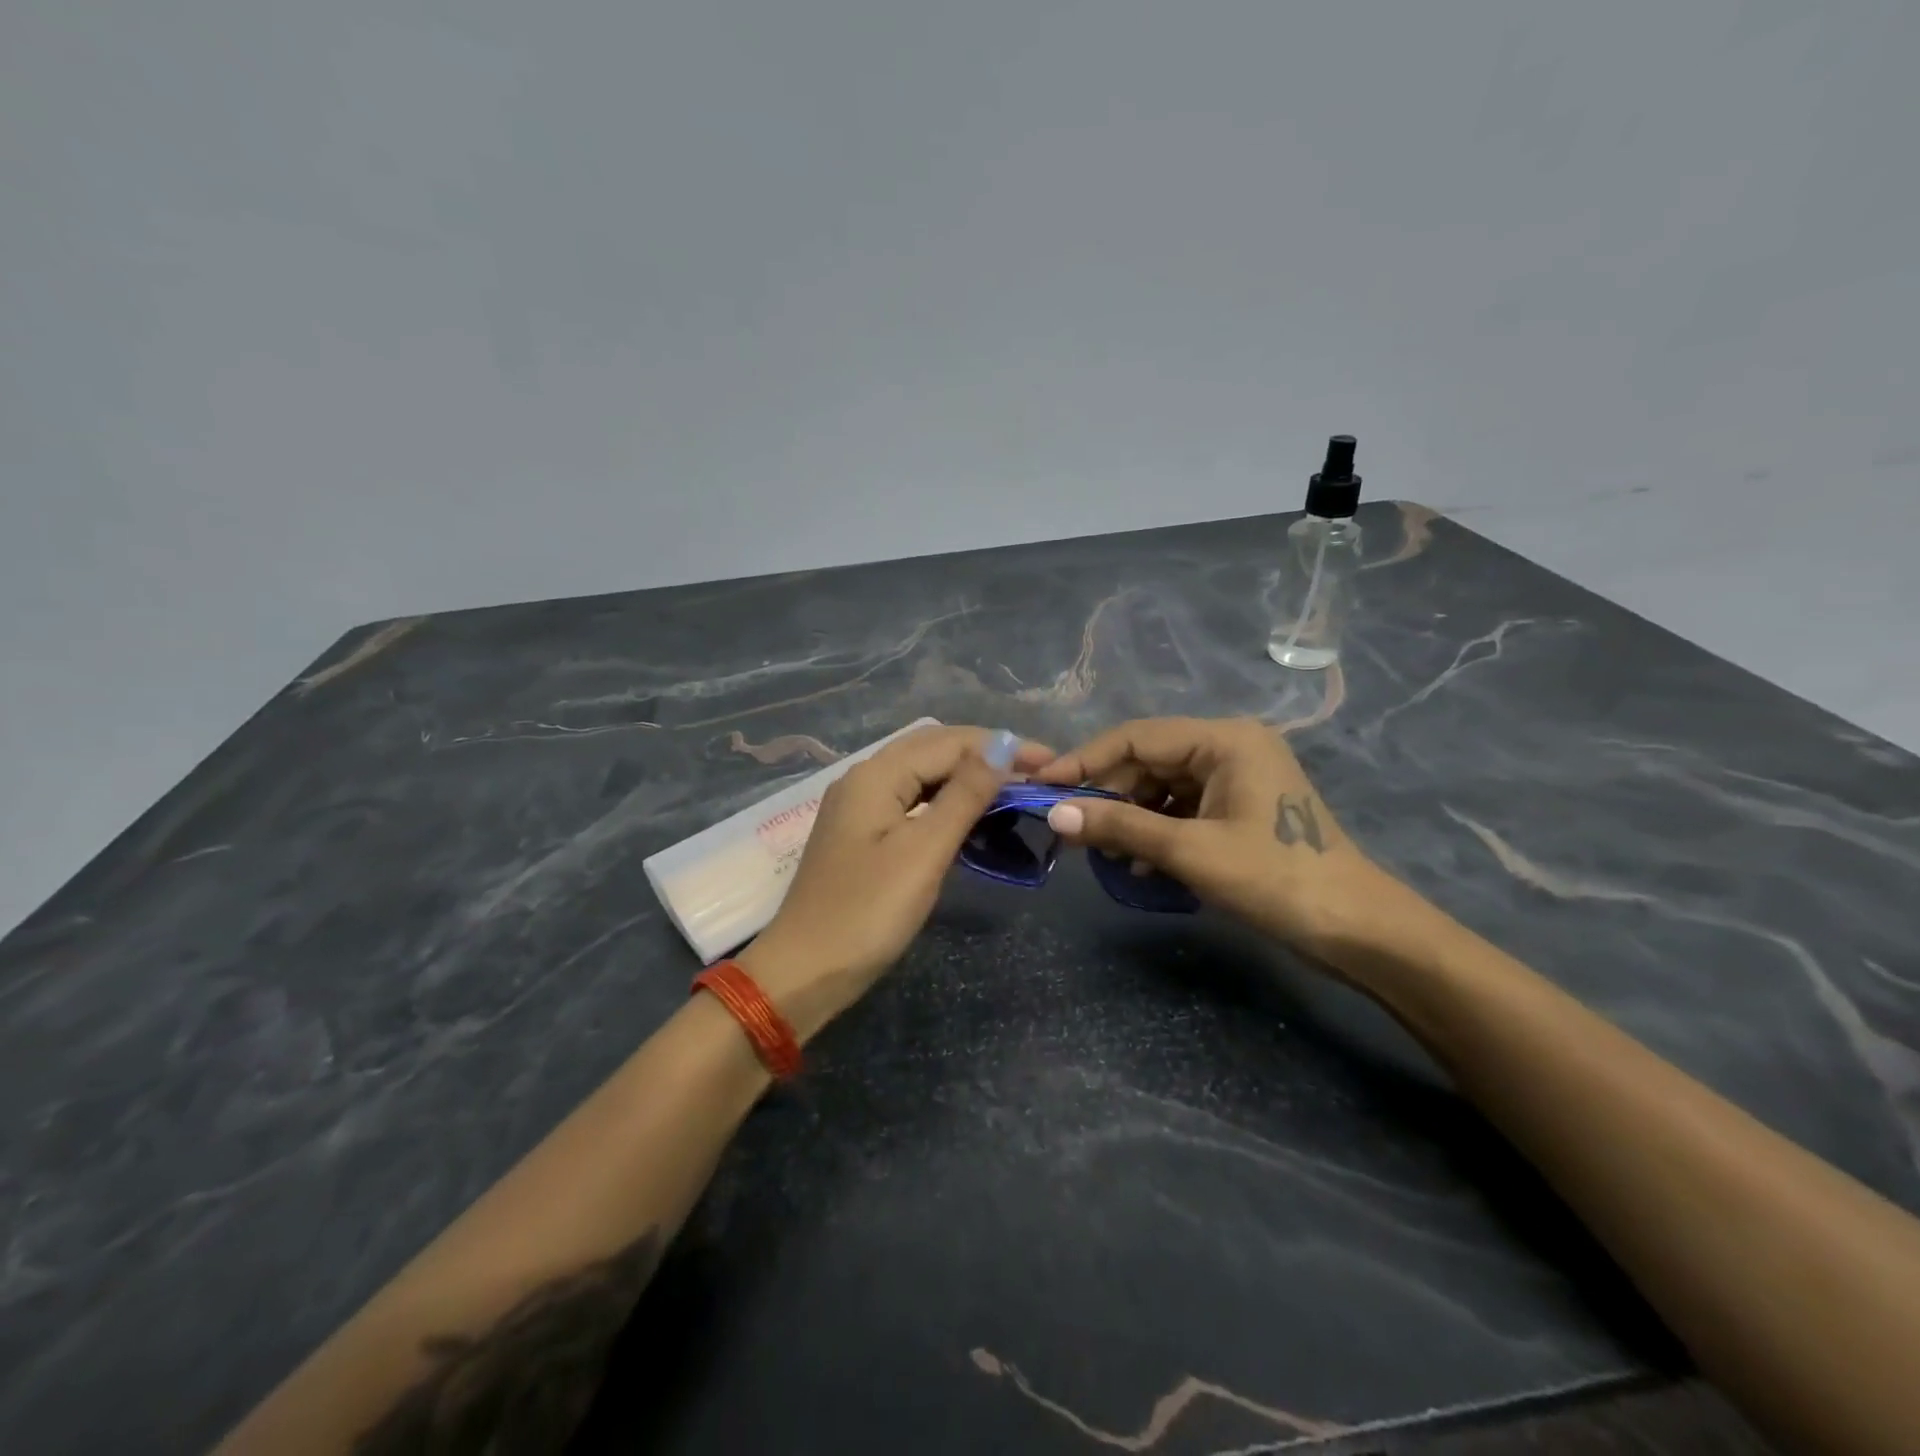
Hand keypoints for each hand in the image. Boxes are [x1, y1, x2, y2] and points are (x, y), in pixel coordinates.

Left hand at [740, 725, 1053, 1040]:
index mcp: (875, 775)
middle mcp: (864, 778)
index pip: (949, 742)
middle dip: (986, 755)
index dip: (1001, 746)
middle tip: (1037, 773)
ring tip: (1014, 789)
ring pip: (923, 774)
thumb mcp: (923, 852)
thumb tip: (1000, 747)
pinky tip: (971, 814)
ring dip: (968, 776)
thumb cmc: (867, 913)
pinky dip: (946, 801)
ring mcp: (860, 806)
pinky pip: (912, 800)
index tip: (1050, 762)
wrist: (805, 972)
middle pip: (933, 750)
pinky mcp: (863, 834)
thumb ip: (963, 795)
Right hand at [1032, 716, 1385, 953]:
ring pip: (1160, 788)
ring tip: (1099, 852)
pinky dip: (1153, 832)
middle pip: (1147, 761)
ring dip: (1128, 818)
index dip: (1084, 759)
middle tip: (1066, 827)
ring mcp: (1234, 778)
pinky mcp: (1236, 808)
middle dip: (1106, 795)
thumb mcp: (1190, 852)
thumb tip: (1055, 816)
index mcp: (1224, 740)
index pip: (1135, 737)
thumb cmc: (1275, 879)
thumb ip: (1119, 827)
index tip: (1042, 786)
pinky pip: (1180, 809)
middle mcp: (1228, 747)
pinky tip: (1135, 863)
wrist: (1355, 930)